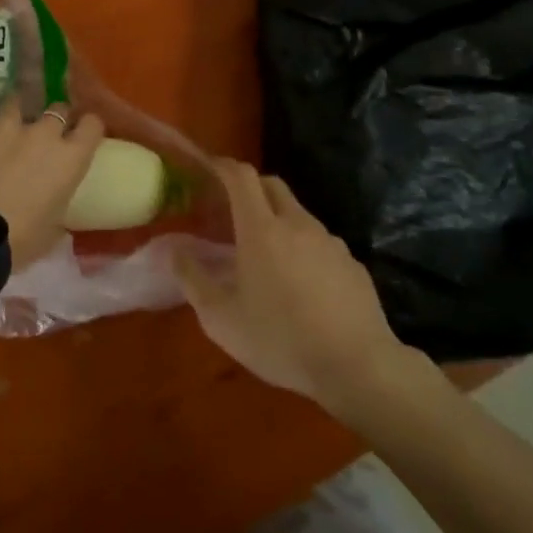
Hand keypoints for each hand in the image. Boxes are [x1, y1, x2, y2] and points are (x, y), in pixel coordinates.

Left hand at [0, 99, 104, 270]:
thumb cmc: (18, 242)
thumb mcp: (52, 231)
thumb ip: (58, 206)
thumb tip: (54, 205)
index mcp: (69, 158)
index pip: (92, 125)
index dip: (88, 128)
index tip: (83, 134)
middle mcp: (42, 133)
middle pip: (58, 109)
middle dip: (54, 119)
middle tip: (45, 135)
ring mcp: (4, 126)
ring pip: (16, 103)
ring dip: (15, 114)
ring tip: (6, 128)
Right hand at [176, 160, 414, 408]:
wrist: (357, 366)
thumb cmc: (281, 339)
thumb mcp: (222, 319)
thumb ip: (193, 280)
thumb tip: (175, 250)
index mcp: (261, 229)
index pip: (241, 177)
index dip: (222, 167)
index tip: (208, 170)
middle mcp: (297, 224)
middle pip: (271, 185)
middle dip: (249, 187)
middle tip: (231, 210)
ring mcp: (330, 242)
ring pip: (298, 214)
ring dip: (277, 220)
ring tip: (265, 254)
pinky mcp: (352, 263)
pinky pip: (320, 243)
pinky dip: (303, 248)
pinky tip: (301, 284)